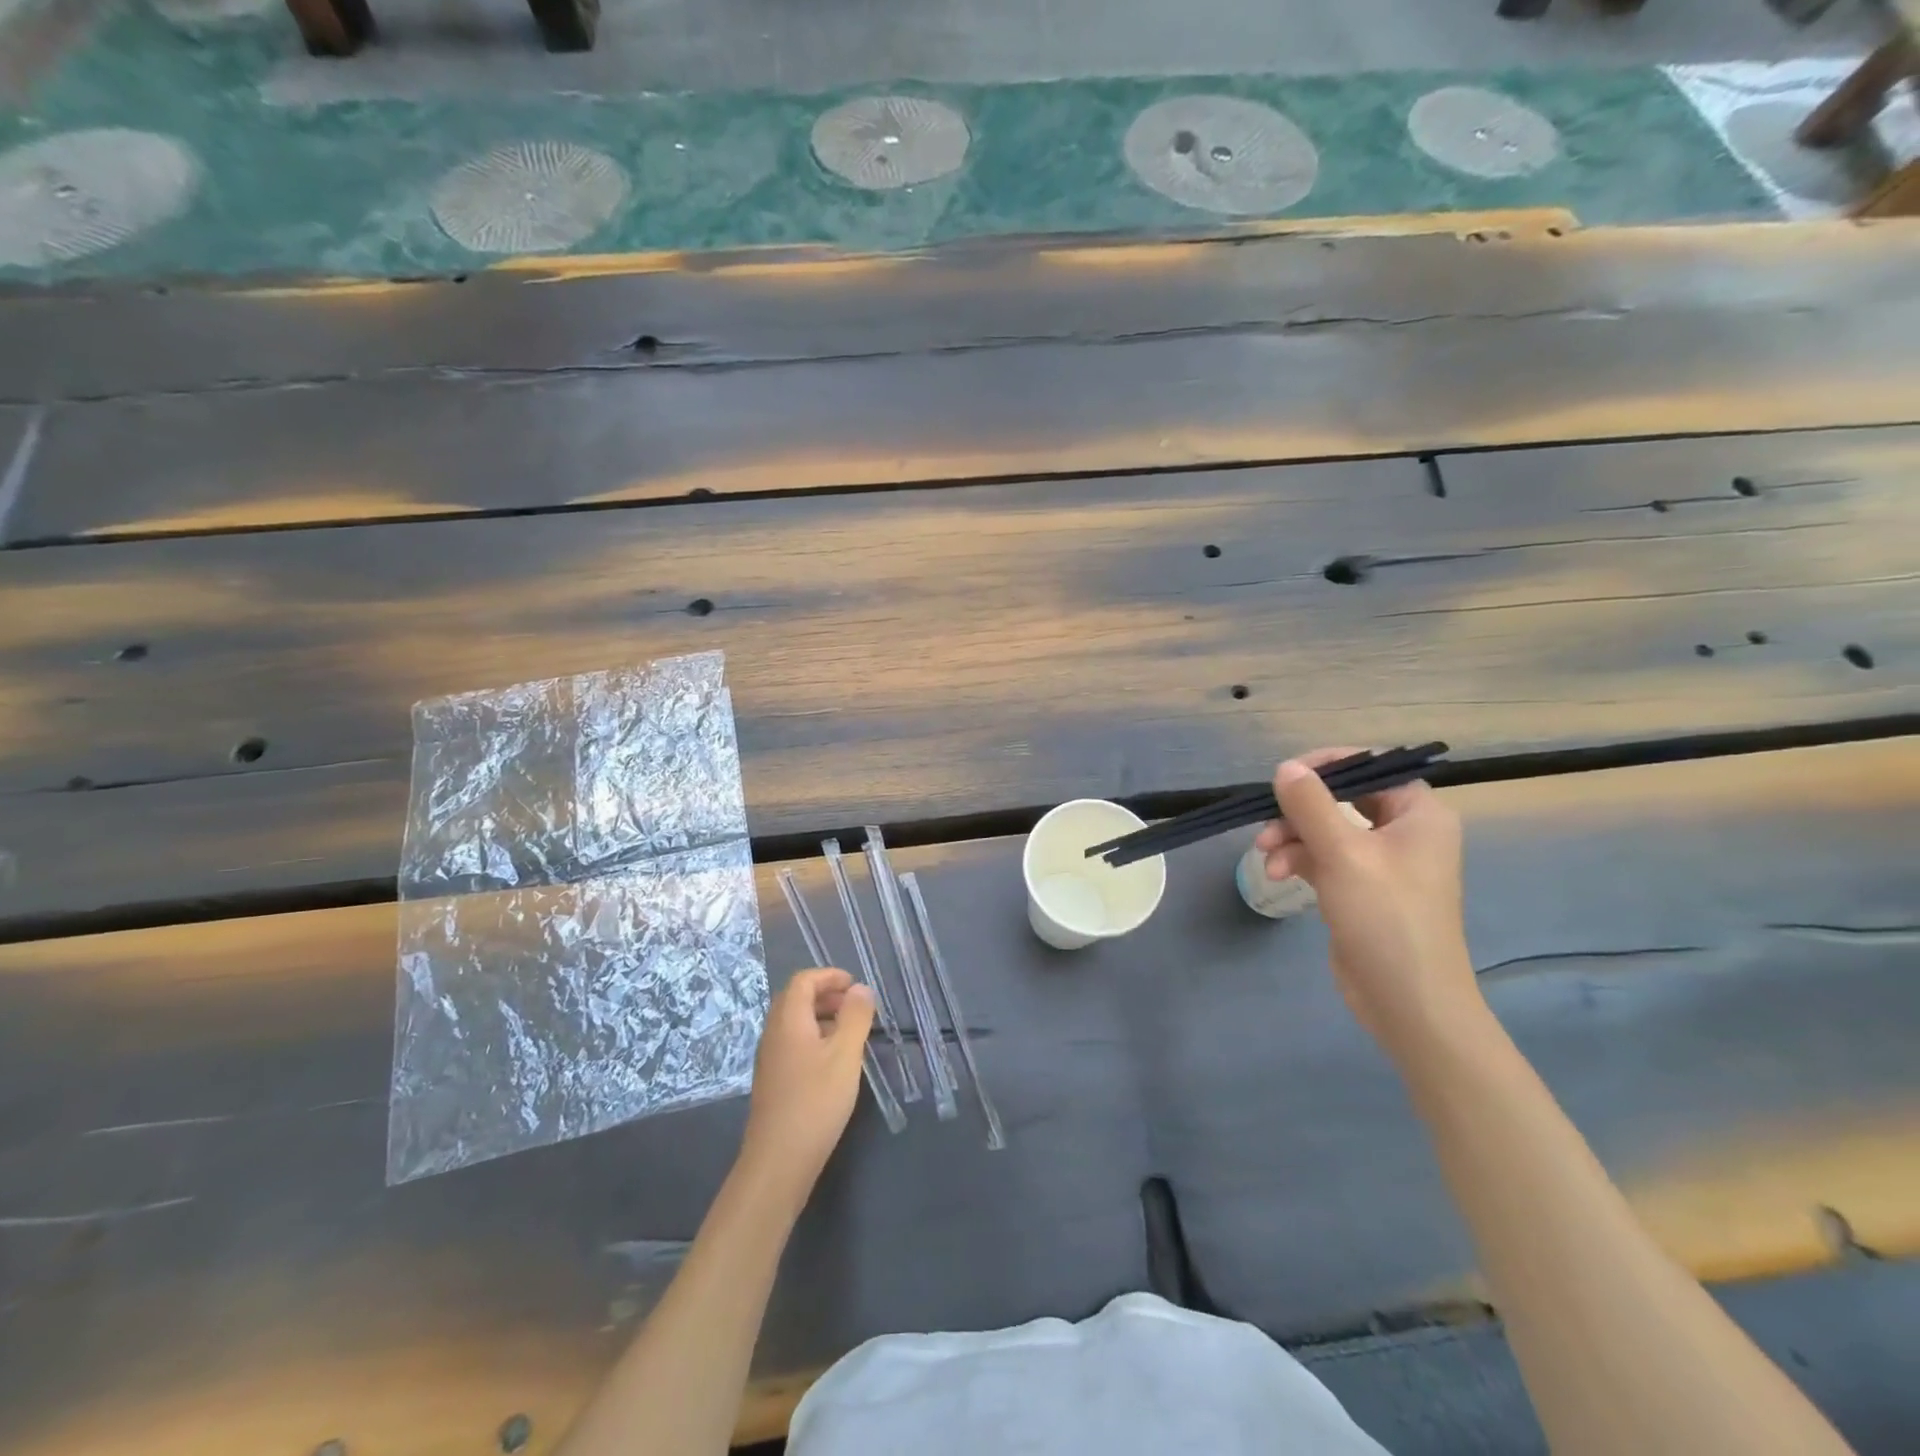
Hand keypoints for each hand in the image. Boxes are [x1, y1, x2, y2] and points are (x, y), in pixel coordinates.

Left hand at [738, 967, 874, 1208]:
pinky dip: (813, 1036)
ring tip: (850, 1031)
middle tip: (855, 1006)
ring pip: (794, 1022)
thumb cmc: (815, 1101)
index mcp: (788, 1020)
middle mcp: (773, 1033)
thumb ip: (855, 1017)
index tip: (856, 985)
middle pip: (795, 998)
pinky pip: (792, 1042)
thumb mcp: (845, 1055)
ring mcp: (769, 1058)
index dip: (829, 976)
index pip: (803, 980)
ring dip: (821, 1016)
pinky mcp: (772, 1079)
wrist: (779, 1161)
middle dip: (826, 994)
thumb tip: (860, 989)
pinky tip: (833, 1060)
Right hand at [1253, 748, 1485, 1063]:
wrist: (1407, 1001)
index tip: (1285, 777)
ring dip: (1291, 836)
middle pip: (1342, 798)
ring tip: (1265, 856)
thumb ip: (1310, 805)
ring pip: (1326, 828)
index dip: (1327, 765)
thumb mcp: (1343, 854)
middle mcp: (1404, 831)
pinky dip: (1298, 859)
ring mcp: (1382, 862)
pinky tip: (1276, 873)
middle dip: (1299, 809)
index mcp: (1419, 814)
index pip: (1371, 767)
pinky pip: (1323, 857)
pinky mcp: (1361, 889)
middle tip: (1267, 820)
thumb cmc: (1385, 918)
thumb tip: (1285, 767)